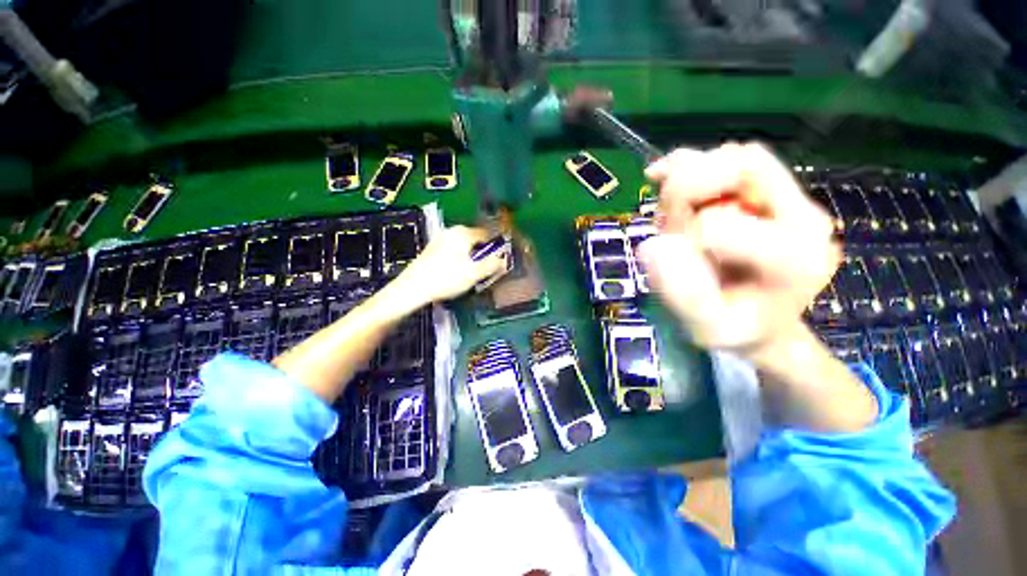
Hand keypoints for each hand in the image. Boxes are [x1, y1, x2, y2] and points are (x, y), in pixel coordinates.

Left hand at [396, 226, 507, 304]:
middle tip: (485, 270)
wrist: (413, 288)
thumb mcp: (474, 273)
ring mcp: (440, 239)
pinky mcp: (432, 249)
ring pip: (464, 247)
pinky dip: (459, 259)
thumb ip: (492, 265)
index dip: (495, 247)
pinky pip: (453, 251)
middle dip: (482, 254)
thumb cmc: (447, 278)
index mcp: (463, 233)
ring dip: (471, 258)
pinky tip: (456, 274)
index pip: (487, 234)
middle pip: (475, 240)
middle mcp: (451, 232)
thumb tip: (504, 260)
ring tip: (471, 274)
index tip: (498, 260)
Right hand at [637, 143, 840, 368]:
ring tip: (674, 214)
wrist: (765, 322)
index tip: (673, 259)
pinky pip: (731, 158)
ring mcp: (793, 199)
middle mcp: (804, 217)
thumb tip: (653, 246)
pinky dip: (691, 165)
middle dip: (685, 192)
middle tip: (667, 223)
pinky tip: (666, 178)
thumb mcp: (705, 328)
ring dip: (687, 180)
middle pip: (740, 168)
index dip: (677, 239)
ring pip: (734, 157)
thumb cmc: (736, 330)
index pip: (717, 225)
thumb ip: (680, 293)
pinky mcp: (775, 191)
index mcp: (794, 258)